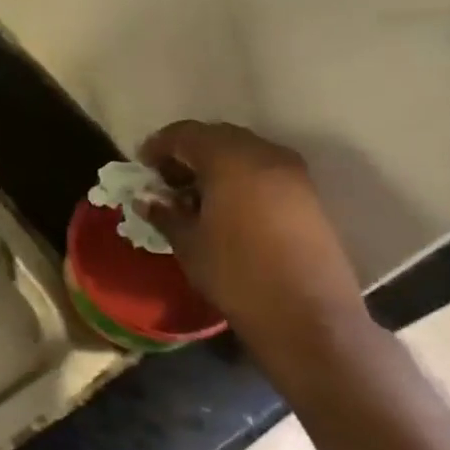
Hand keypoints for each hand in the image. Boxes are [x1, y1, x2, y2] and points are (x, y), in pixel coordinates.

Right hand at [138, 121, 365, 351]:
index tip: (142, 167)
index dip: (159, 146)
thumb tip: (147, 200)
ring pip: (243, 151)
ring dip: (214, 164)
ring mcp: (292, 172)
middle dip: (187, 152)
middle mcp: (264, 154)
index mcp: (230, 160)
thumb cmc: (236, 275)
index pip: (186, 134)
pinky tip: (225, 207)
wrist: (307, 315)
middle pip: (217, 136)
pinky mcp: (307, 194)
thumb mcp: (188, 244)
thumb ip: (165, 213)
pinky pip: (264, 169)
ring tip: (194, 197)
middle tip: (166, 181)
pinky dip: (239, 176)